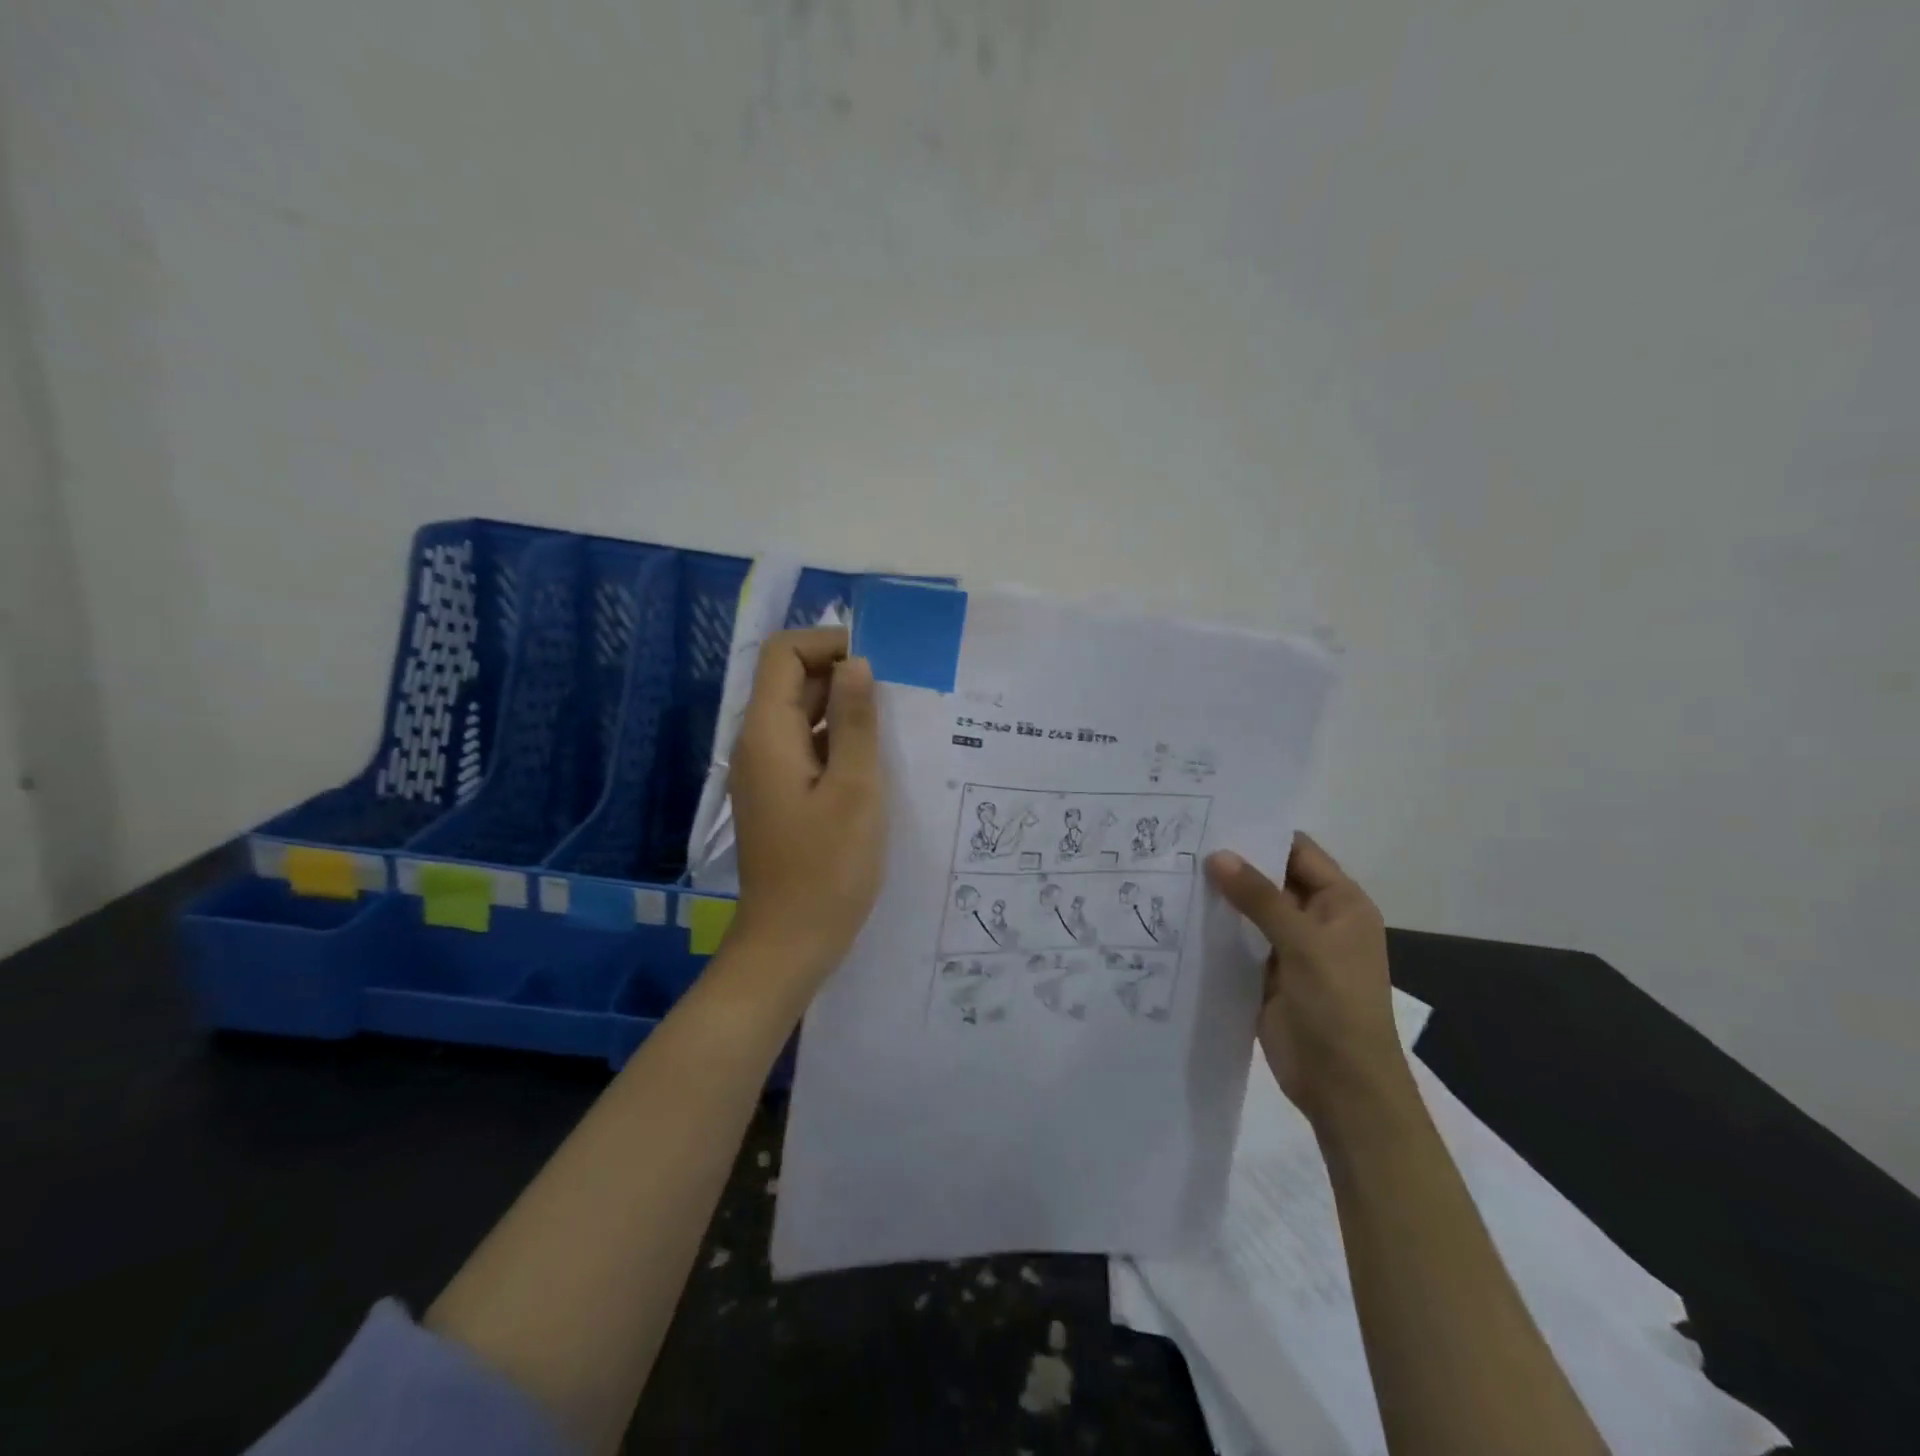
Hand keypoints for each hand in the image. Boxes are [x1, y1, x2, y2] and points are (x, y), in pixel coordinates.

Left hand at [727, 627, 885, 986]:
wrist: (790, 943)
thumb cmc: (827, 868)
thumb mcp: (855, 789)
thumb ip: (855, 721)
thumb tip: (856, 663)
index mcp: (767, 734)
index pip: (783, 653)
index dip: (828, 645)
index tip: (877, 666)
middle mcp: (758, 744)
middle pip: (792, 681)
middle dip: (843, 677)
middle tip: (899, 697)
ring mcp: (767, 772)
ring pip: (802, 716)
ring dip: (845, 711)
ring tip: (896, 727)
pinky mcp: (780, 795)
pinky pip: (807, 748)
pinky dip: (838, 742)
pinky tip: (876, 762)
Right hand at [1205, 835, 1408, 1122]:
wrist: (1342, 1088)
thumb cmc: (1337, 1007)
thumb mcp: (1304, 944)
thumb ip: (1260, 898)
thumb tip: (1216, 855)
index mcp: (1340, 903)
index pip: (1297, 852)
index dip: (1260, 833)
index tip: (1212, 814)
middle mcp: (1315, 919)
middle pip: (1270, 879)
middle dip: (1232, 863)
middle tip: (1179, 838)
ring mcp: (1289, 948)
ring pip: (1249, 910)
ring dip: (1219, 896)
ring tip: (1170, 868)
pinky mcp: (1265, 974)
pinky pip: (1237, 941)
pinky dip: (1213, 928)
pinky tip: (1177, 913)